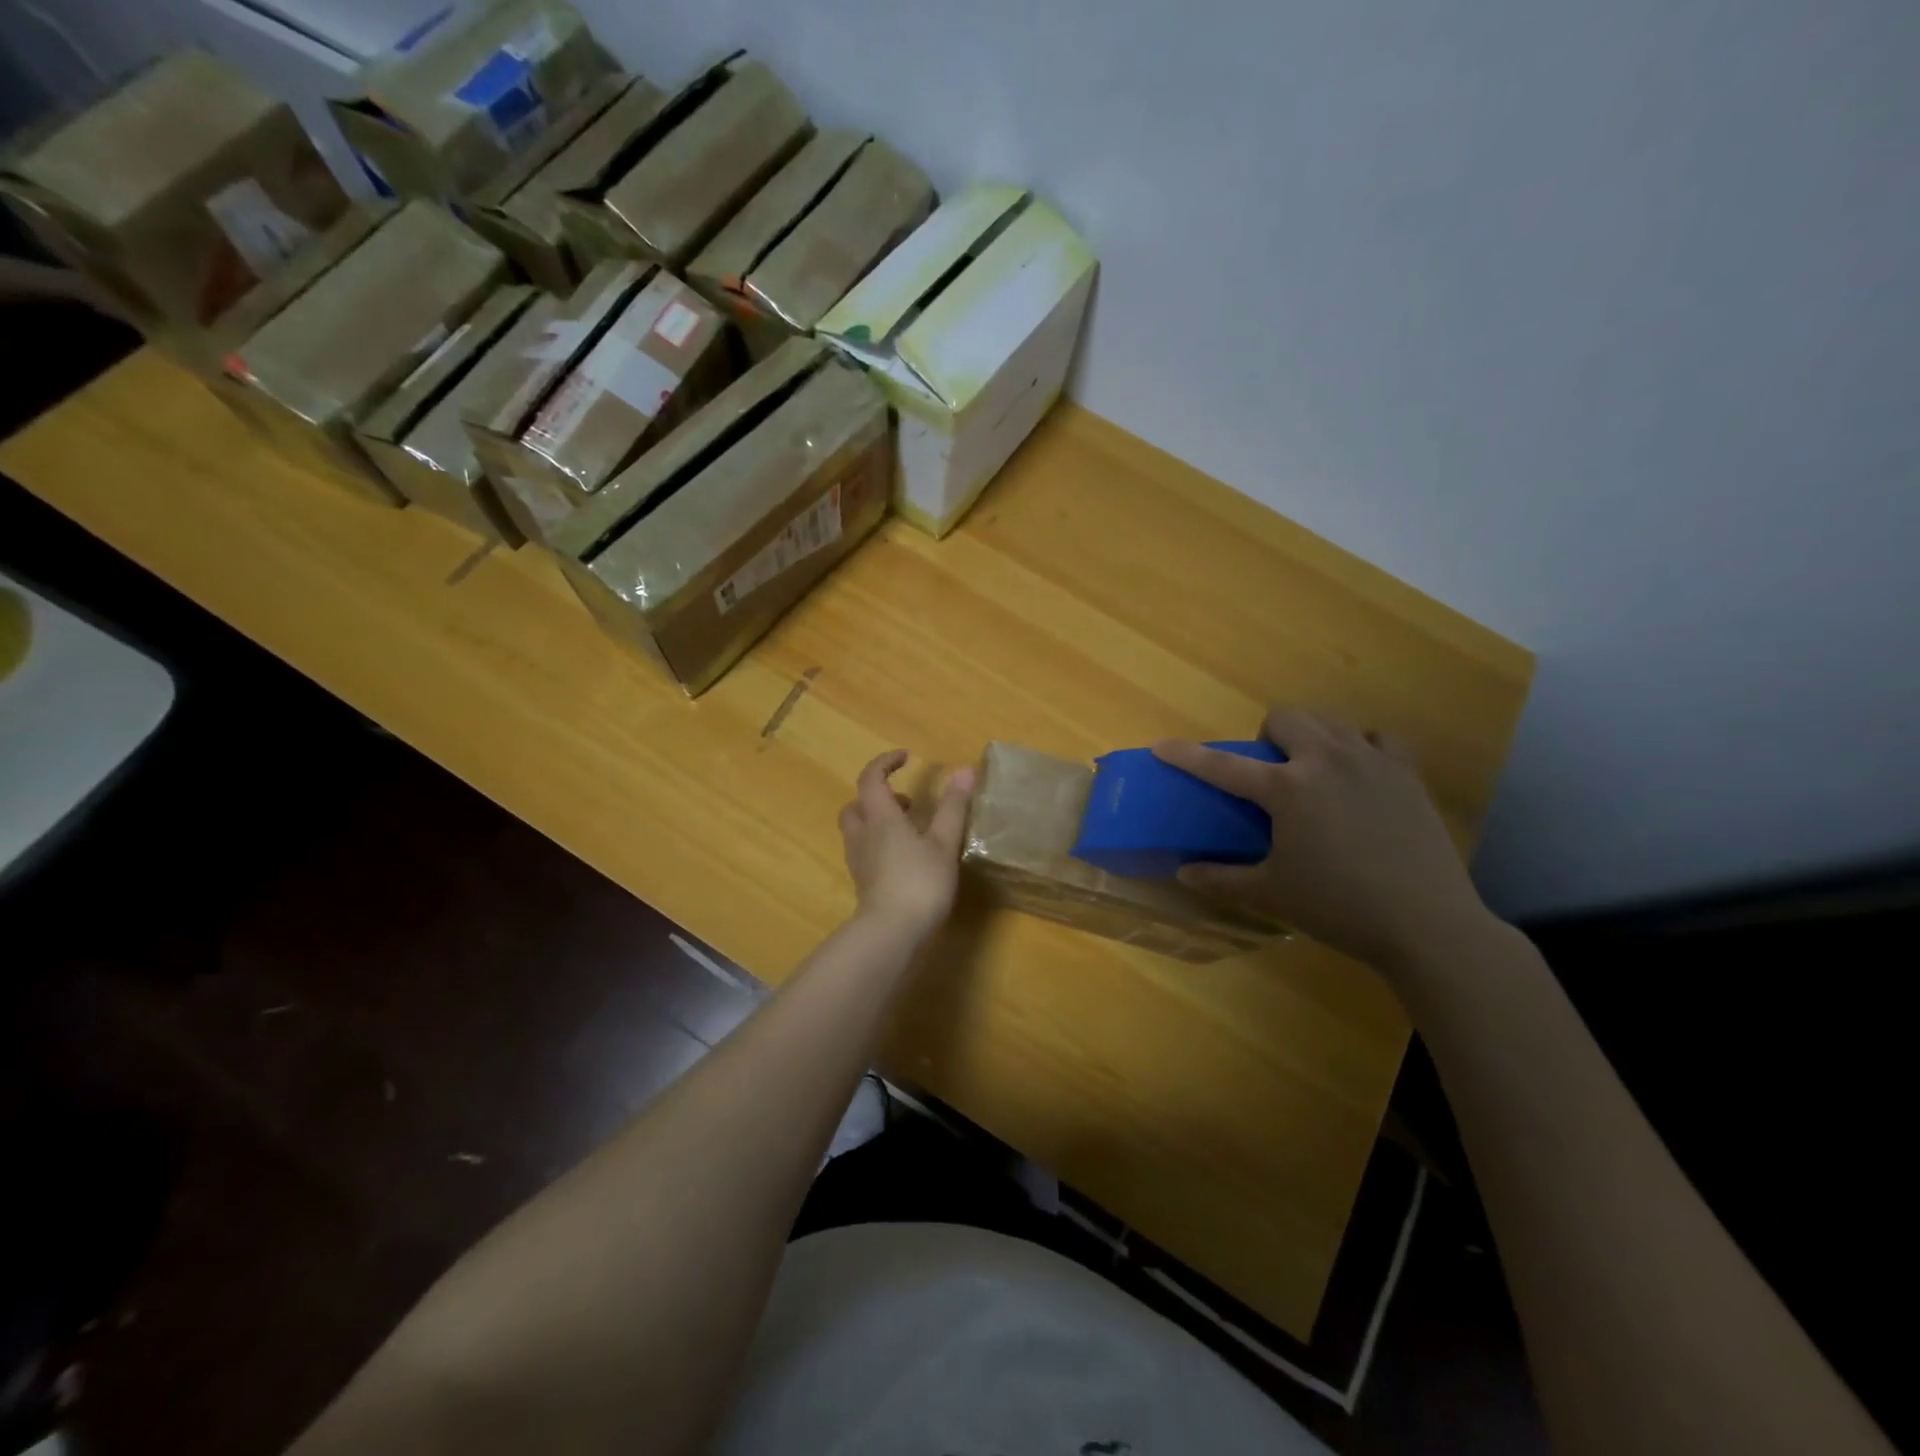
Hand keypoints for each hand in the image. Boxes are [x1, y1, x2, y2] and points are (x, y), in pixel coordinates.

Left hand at [838, 750, 976, 943]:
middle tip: (906, 802)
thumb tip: (965, 769)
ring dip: (877, 822)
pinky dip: (880, 845)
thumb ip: (953, 806)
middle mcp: (863, 835)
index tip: (905, 757)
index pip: (871, 779)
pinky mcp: (863, 884)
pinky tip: (905, 859)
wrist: (891, 934)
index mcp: (880, 818)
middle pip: (856, 805)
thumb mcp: (943, 842)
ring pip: (858, 830)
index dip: (884, 763)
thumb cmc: (919, 882)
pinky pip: (865, 852)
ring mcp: (859, 862)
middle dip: (876, 797)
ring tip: (910, 830)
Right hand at [1153, 707, 1490, 970]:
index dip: (1187, 755)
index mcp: (1286, 789)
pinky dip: (1361, 747)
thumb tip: (1184, 872)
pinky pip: (1379, 739)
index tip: (1162, 746)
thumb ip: (1221, 879)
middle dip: (1267, 737)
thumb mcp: (1271, 895)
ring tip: (1313, 772)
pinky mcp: (1407, 773)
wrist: (1426, 924)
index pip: (1222, 765)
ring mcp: (1372, 761)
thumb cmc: (1338, 907)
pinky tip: (1359, 775)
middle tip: (1269, 774)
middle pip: (1286, 718)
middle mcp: (1326, 760)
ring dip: (1311, 736)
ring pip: (1331, 720)